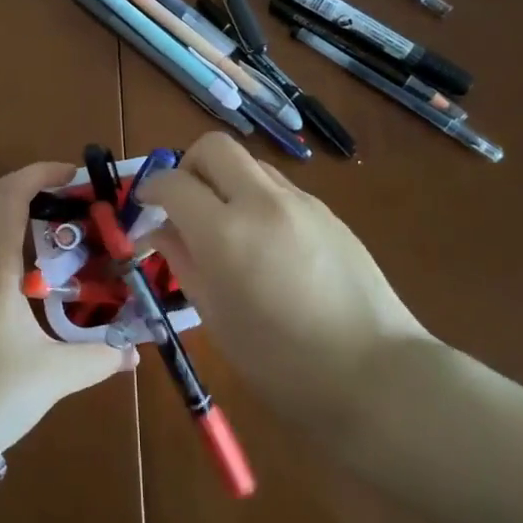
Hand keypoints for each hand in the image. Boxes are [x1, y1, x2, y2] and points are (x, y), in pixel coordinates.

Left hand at [0, 161, 134, 457]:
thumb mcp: (52, 376)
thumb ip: (99, 357)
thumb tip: (134, 351)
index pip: (9, 196)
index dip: (39, 174)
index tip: (72, 173)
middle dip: (26, 186)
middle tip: (67, 196)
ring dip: (11, 211)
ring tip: (53, 229)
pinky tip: (25, 271)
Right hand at [140, 133, 432, 431]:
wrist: (377, 375)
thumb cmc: (282, 363)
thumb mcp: (217, 318)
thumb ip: (184, 263)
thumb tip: (161, 231)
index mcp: (226, 233)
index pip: (174, 183)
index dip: (151, 189)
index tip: (145, 206)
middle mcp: (262, 201)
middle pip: (214, 147)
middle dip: (189, 166)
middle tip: (185, 204)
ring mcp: (301, 202)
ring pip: (250, 163)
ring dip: (227, 181)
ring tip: (227, 227)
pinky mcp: (329, 213)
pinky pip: (280, 187)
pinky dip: (258, 199)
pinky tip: (268, 244)